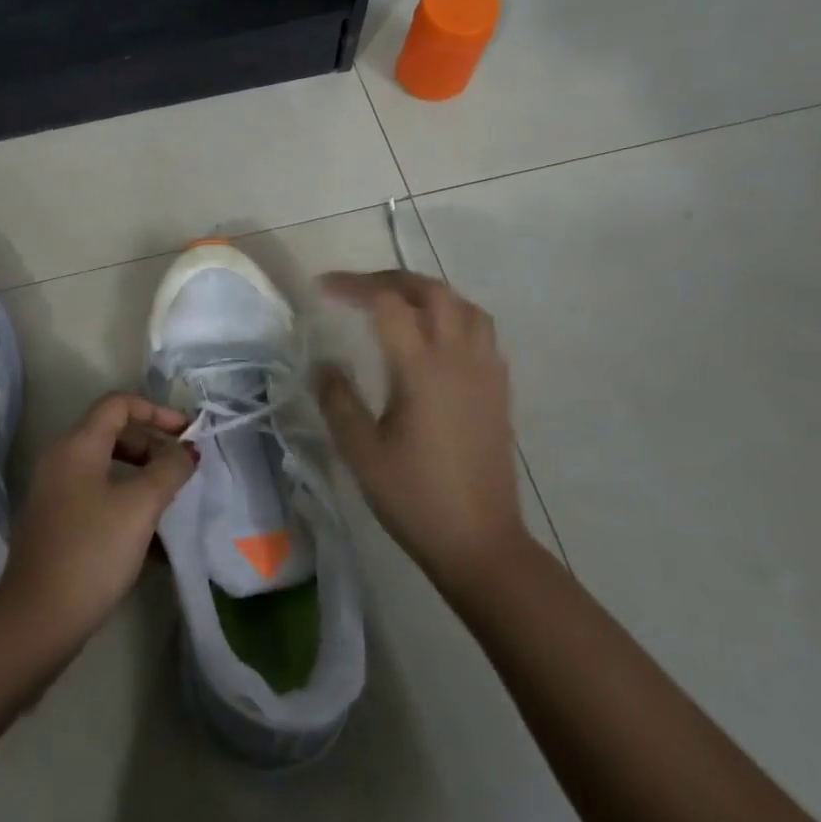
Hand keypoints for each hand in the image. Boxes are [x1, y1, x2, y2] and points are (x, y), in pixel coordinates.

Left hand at [0, 393, 197, 645]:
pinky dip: (125, 500)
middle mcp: (60, 459)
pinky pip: (96, 494)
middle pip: (112, 432)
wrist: (38, 617)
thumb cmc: (93, 550)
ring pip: (105, 466)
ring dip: (141, 474)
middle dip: (151, 444)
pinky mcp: (55, 521)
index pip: (118, 404)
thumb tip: (186, 451)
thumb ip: (169, 470)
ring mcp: (54, 491)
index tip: (187, 434)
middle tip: (181, 468)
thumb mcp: (140, 506)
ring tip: (171, 499)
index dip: (156, 411)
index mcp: (77, 445)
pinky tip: (150, 534)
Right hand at [315, 270, 527, 586]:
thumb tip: (324, 363)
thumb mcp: (361, 451)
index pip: (386, 303)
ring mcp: (486, 371)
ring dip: (427, 292)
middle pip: (430, 291)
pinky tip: (435, 338)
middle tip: (357, 289)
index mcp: (421, 368)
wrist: (479, 541)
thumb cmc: (414, 497)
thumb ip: (337, 400)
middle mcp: (459, 357)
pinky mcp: (499, 389)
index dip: (352, 286)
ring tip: (396, 304)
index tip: (321, 288)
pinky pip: (481, 330)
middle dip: (390, 279)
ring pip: (463, 305)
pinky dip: (453, 315)